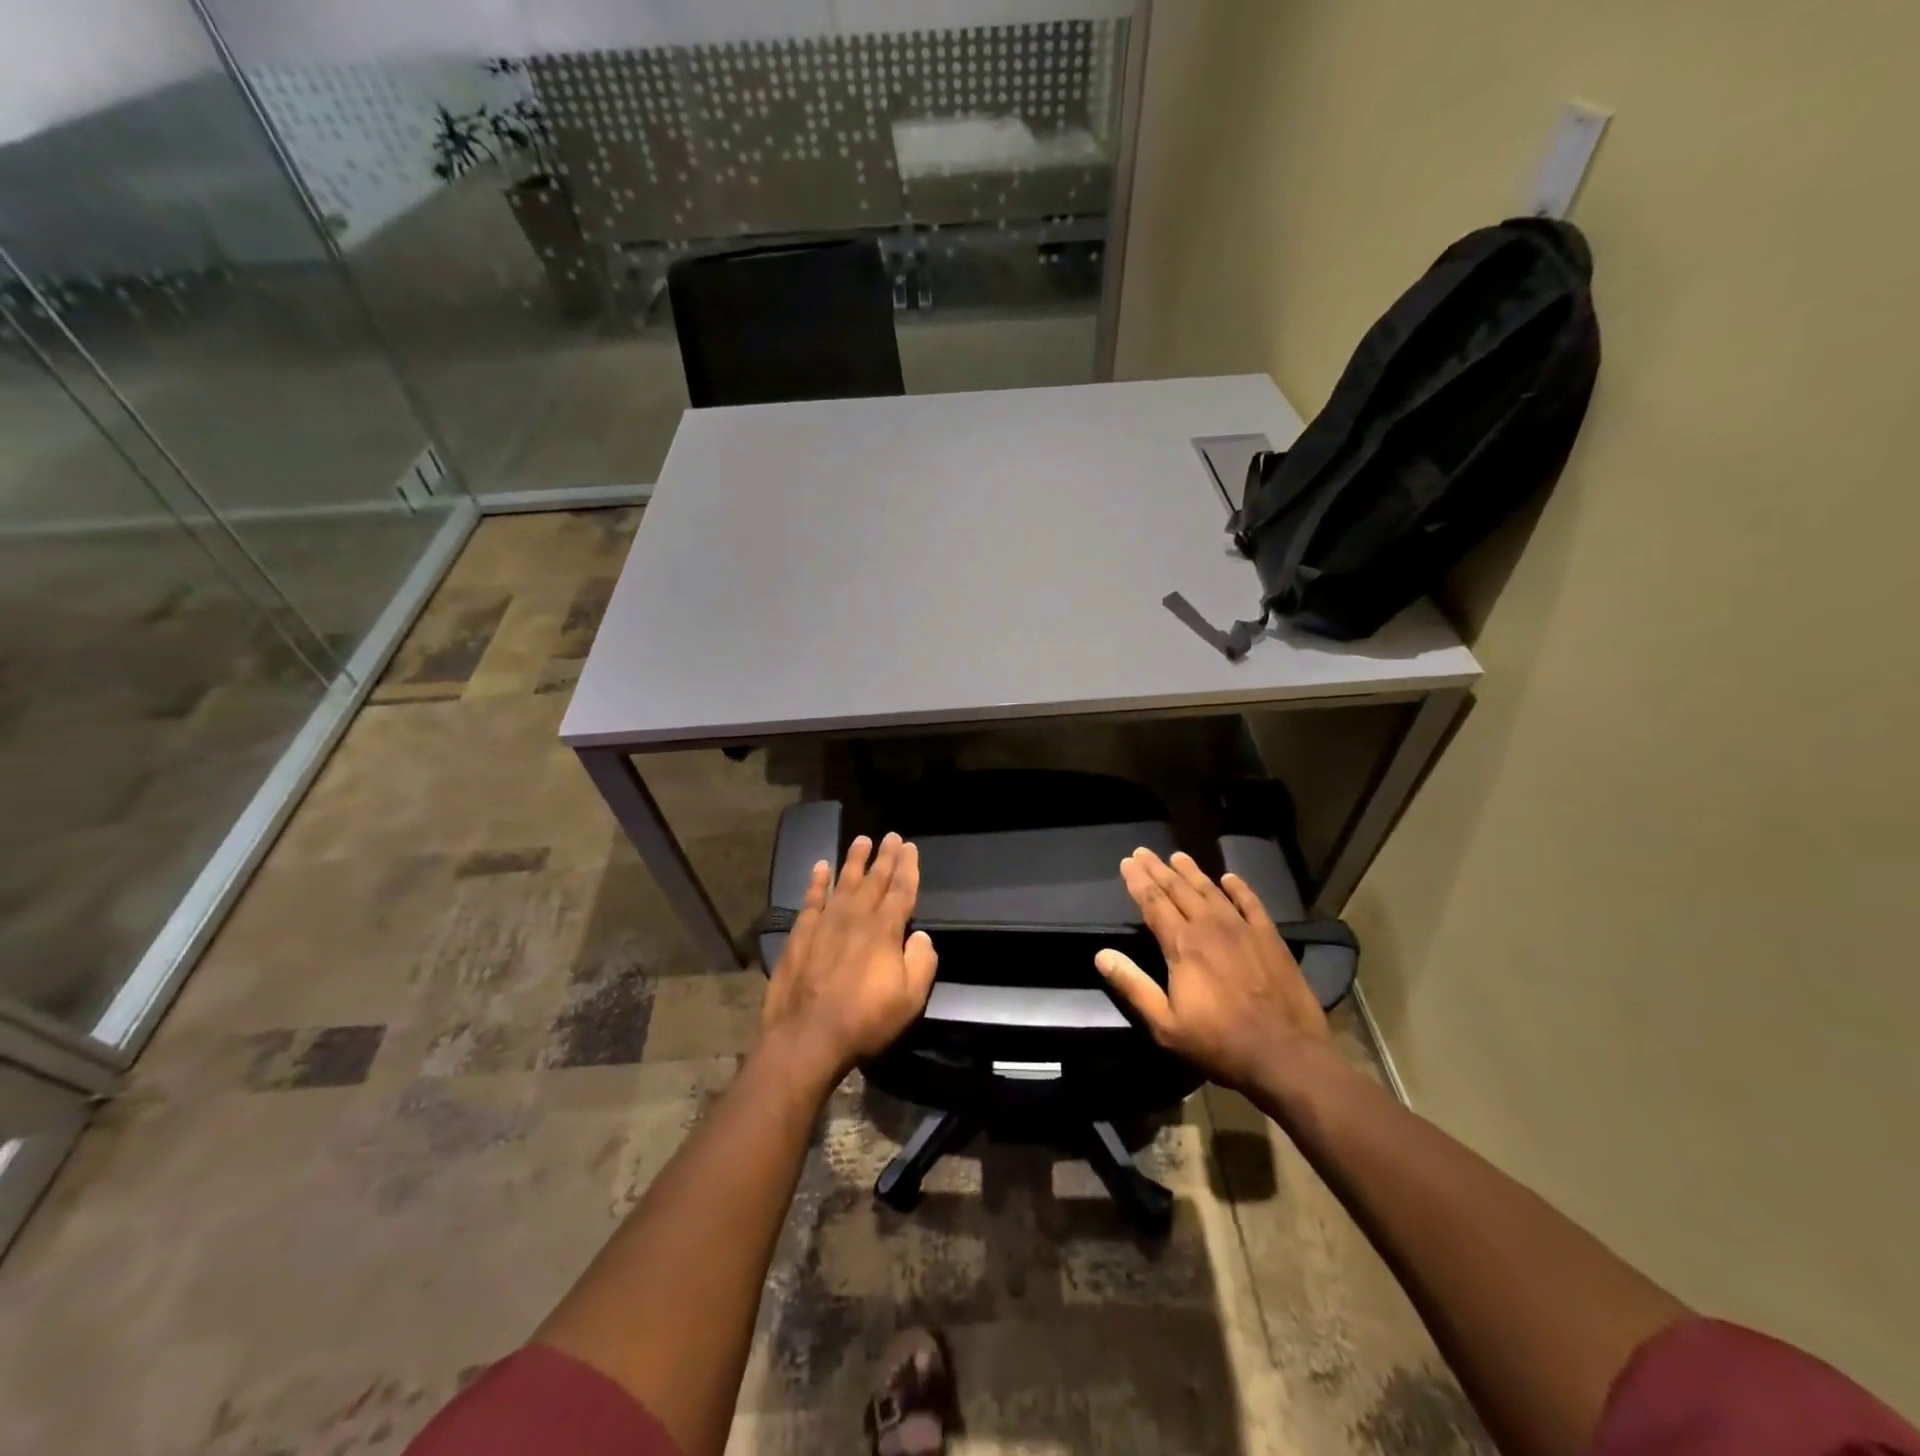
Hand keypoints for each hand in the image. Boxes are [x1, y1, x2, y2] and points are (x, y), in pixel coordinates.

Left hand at [761, 833, 937, 1087]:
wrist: (807, 1037)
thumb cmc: (864, 1020)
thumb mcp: (910, 999)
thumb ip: (922, 962)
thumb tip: (921, 936)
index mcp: (884, 930)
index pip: (901, 891)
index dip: (908, 868)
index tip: (909, 847)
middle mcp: (856, 918)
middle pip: (874, 880)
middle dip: (885, 857)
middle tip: (890, 836)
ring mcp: (825, 923)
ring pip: (843, 882)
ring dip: (854, 861)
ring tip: (861, 840)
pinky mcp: (800, 934)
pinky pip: (811, 899)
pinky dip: (817, 882)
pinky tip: (821, 867)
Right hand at [1094, 847, 1330, 1091]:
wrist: (1286, 1055)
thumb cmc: (1219, 1044)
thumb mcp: (1165, 1025)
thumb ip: (1133, 986)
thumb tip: (1101, 955)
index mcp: (1182, 945)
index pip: (1153, 903)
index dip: (1138, 881)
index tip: (1127, 862)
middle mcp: (1210, 927)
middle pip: (1179, 889)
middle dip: (1158, 869)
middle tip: (1143, 852)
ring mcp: (1243, 929)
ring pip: (1212, 891)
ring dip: (1192, 872)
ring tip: (1178, 856)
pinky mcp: (1270, 938)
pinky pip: (1251, 903)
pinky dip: (1239, 888)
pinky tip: (1230, 878)